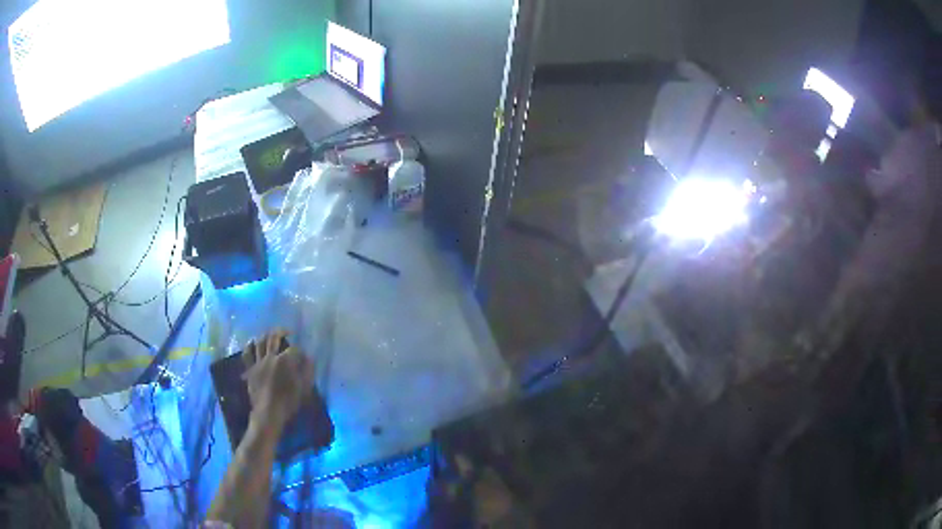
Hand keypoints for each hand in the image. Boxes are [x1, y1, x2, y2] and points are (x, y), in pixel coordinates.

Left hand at [243, 329, 315, 433]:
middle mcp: (271, 357)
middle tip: (287, 331)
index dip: (299, 351)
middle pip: (274, 338)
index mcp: (285, 361)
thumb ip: (308, 371)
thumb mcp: (304, 388)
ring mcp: (258, 362)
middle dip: (281, 331)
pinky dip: (249, 346)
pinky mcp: (250, 369)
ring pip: (260, 342)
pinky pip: (247, 354)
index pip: (294, 349)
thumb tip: (309, 358)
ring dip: (266, 335)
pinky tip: (252, 342)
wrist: (268, 413)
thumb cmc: (288, 402)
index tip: (303, 356)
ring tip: (270, 334)